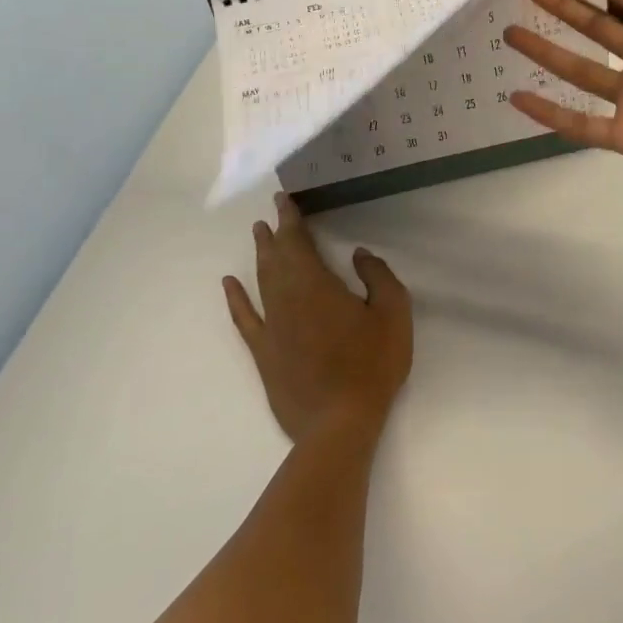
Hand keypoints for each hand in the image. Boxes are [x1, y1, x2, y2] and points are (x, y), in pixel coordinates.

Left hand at [223, 194, 412, 441]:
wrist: (339, 422)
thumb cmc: (372, 364)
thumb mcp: (393, 313)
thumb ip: (378, 276)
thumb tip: (359, 254)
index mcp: (317, 284)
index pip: (298, 241)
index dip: (290, 218)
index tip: (283, 199)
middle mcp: (287, 298)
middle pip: (276, 258)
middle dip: (273, 234)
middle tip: (271, 215)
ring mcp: (271, 326)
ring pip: (261, 281)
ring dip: (260, 256)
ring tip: (258, 237)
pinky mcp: (264, 353)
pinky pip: (245, 318)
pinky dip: (236, 299)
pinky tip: (229, 285)